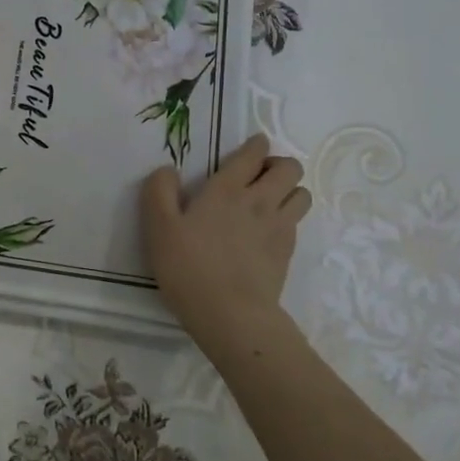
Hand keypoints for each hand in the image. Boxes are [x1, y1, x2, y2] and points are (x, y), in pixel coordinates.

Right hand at [141, 134, 311, 341]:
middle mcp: (259, 201)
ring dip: (288, 190)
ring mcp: (279, 227)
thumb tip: (168, 170)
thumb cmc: (188, 267)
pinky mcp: (287, 252)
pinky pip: (296, 222)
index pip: (253, 153)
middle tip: (257, 177)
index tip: (249, 148)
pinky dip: (287, 218)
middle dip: (277, 165)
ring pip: (301, 193)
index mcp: (227, 189)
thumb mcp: (158, 227)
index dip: (255, 145)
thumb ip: (159, 191)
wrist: (231, 315)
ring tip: (268, 202)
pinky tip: (267, 231)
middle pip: (289, 168)